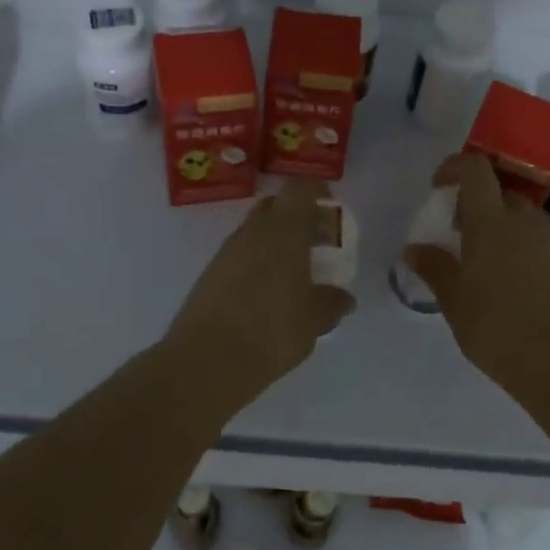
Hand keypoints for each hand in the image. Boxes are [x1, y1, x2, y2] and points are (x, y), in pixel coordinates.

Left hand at [165, 180, 356, 397]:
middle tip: (316, 244)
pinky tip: (268, 295)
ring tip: (294, 275)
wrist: (207, 360)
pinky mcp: (210, 274)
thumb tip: (343, 298)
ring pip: (256, 231)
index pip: (301, 189)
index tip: (331, 211)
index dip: (318, 193)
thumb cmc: (272, 330)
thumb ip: (331, 303)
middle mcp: (254, 231)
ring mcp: (227, 251)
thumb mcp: (314, 320)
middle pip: (277, 206)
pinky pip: (241, 256)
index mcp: (284, 230)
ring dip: (276, 242)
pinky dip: (257, 263)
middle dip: (298, 217)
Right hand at [403, 153, 549, 390]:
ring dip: (499, 226)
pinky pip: (537, 241)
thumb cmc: (499, 329)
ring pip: (520, 217)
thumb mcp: (455, 302)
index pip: (475, 168)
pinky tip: (511, 285)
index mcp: (490, 222)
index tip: (439, 188)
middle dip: (476, 202)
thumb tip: (413, 249)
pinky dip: (519, 248)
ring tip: (482, 262)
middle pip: (499, 192)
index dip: (454, 167)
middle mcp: (523, 221)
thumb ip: (434, 269)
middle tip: (457, 232)